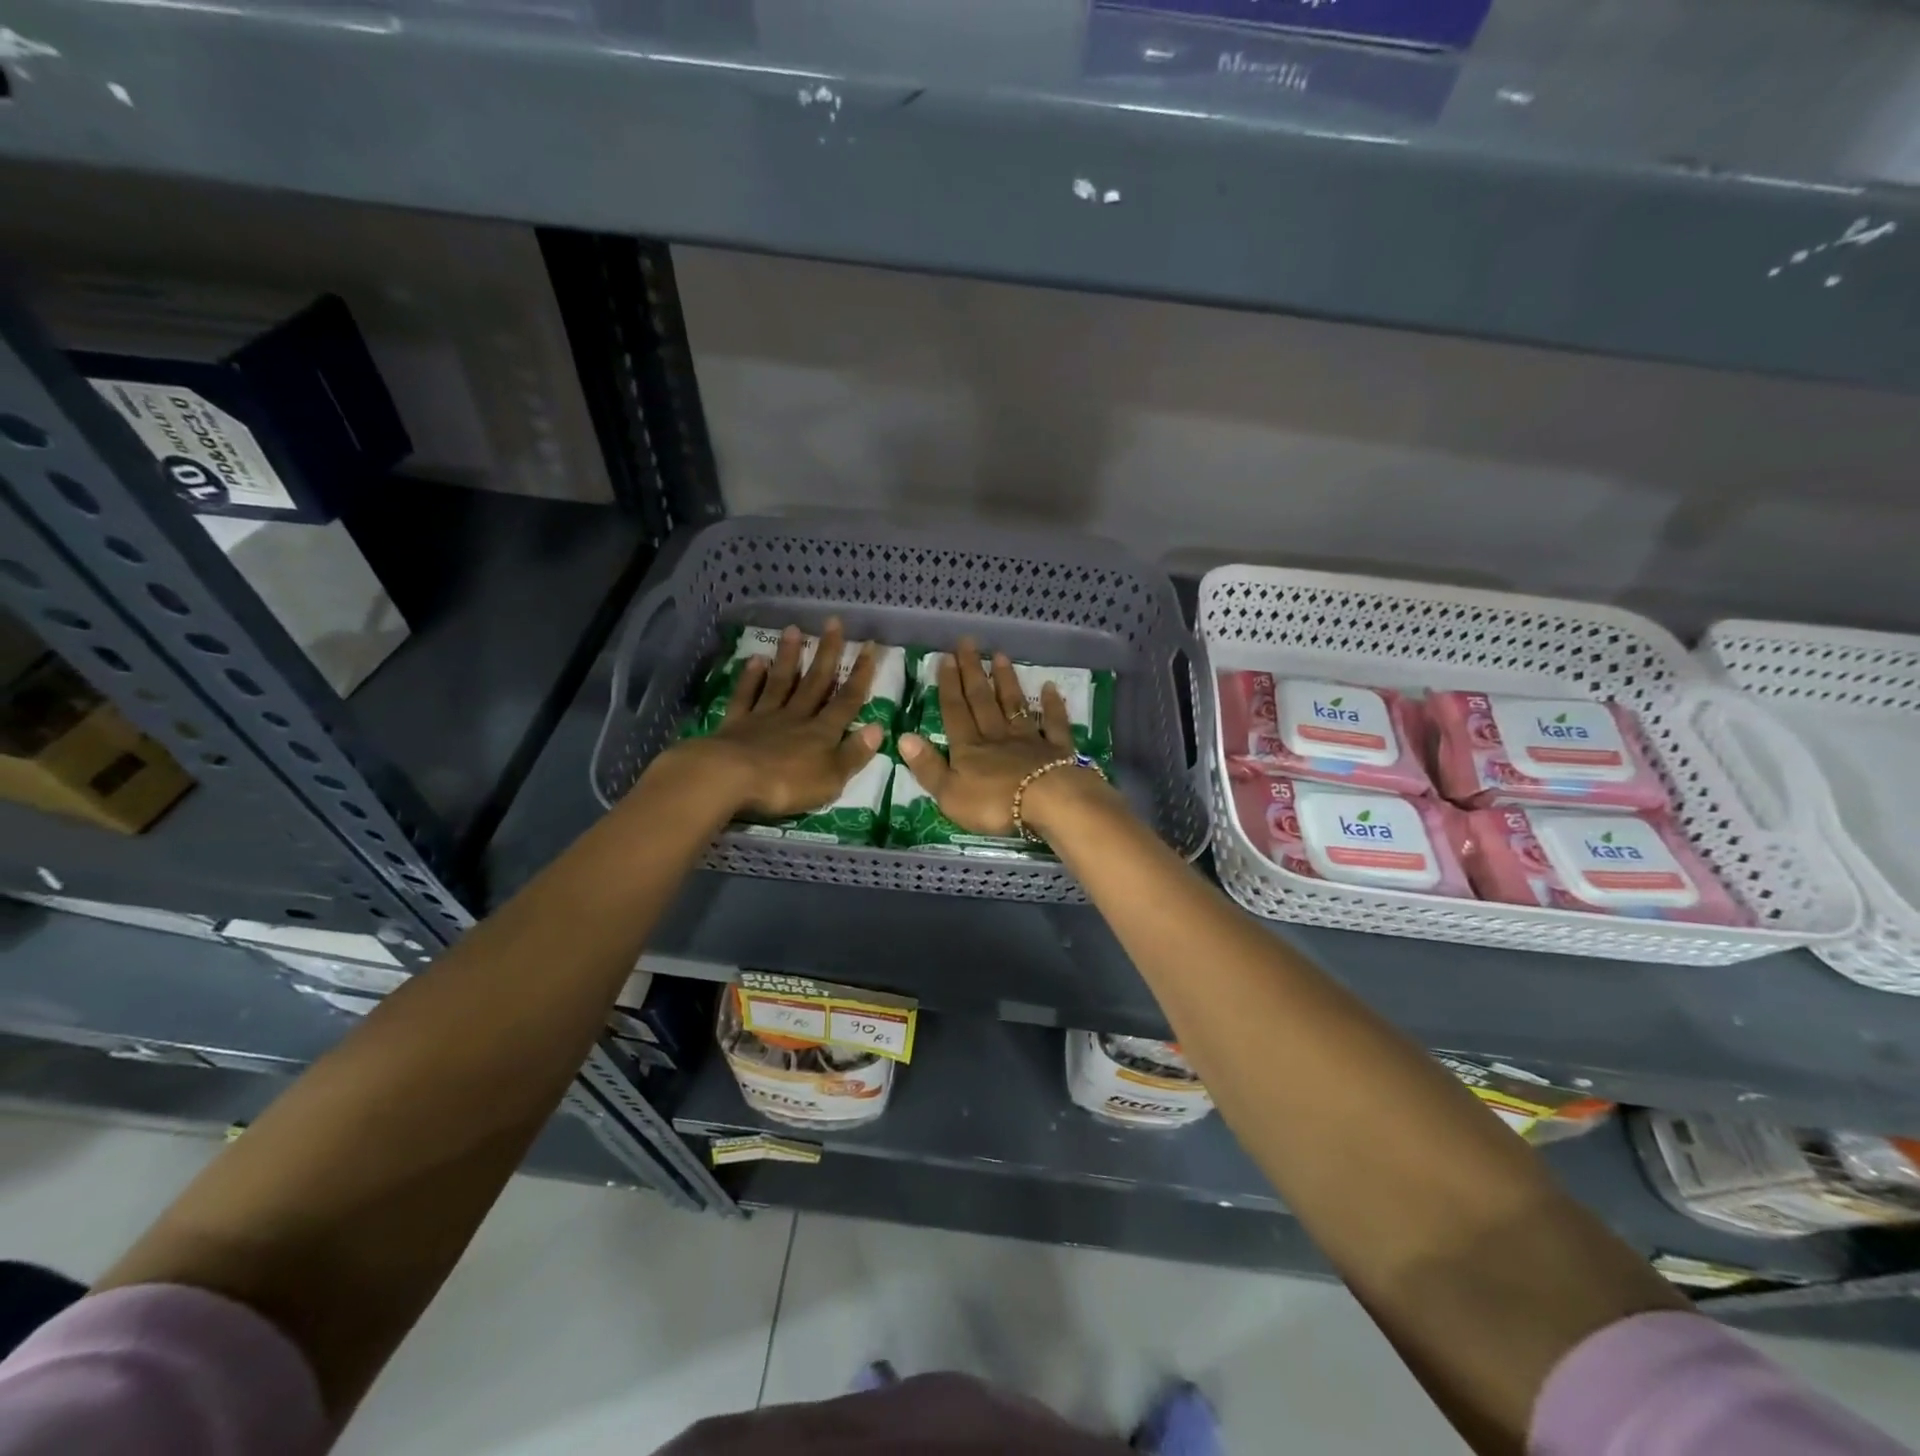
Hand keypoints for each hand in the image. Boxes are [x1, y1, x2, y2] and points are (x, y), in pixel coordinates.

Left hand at [665, 620, 883, 820]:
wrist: (730, 779)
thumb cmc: (787, 784)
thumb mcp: (831, 778)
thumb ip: (854, 753)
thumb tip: (879, 728)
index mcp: (822, 732)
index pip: (847, 700)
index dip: (861, 674)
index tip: (869, 645)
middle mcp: (796, 717)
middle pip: (815, 682)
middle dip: (827, 653)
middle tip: (833, 622)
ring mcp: (764, 717)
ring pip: (781, 682)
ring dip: (789, 656)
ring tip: (794, 629)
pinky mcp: (736, 724)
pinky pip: (746, 696)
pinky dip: (751, 678)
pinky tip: (755, 660)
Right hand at [898, 637, 1110, 838]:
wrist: (1049, 804)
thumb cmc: (994, 804)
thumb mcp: (949, 793)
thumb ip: (927, 766)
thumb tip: (903, 737)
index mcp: (969, 748)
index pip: (955, 712)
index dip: (948, 686)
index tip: (946, 658)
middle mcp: (997, 736)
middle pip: (982, 700)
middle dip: (973, 672)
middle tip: (968, 643)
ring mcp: (1029, 741)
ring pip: (1014, 705)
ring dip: (1006, 681)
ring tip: (999, 655)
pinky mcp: (1057, 750)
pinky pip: (1054, 724)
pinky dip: (1052, 705)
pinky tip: (1050, 687)